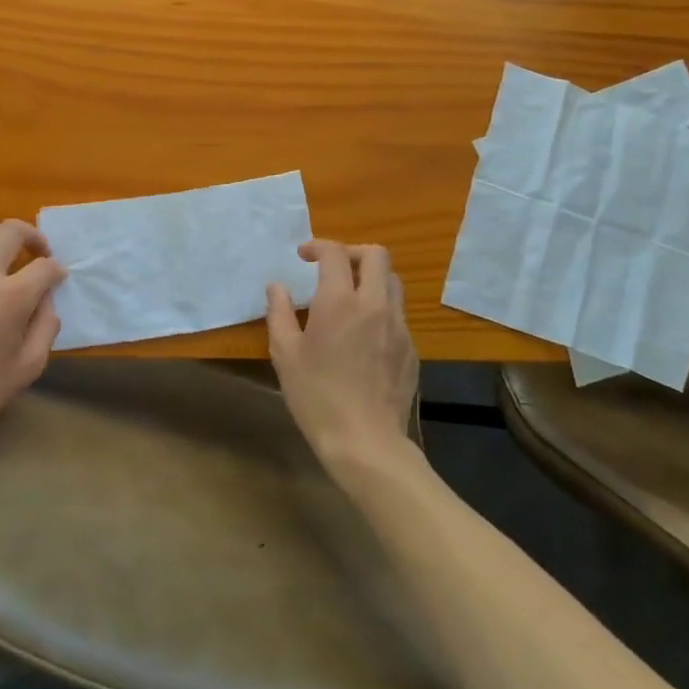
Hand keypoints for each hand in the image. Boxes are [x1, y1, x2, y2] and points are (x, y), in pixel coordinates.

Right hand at [266, 240, 418, 478]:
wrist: (366, 441)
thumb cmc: (317, 396)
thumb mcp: (285, 354)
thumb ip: (279, 313)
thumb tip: (277, 286)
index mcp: (340, 301)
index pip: (335, 253)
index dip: (318, 246)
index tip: (303, 256)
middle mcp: (374, 304)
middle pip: (376, 255)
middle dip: (353, 252)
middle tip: (332, 268)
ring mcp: (398, 326)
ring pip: (393, 281)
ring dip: (372, 278)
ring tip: (351, 297)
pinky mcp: (411, 349)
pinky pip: (398, 314)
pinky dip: (381, 309)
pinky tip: (365, 334)